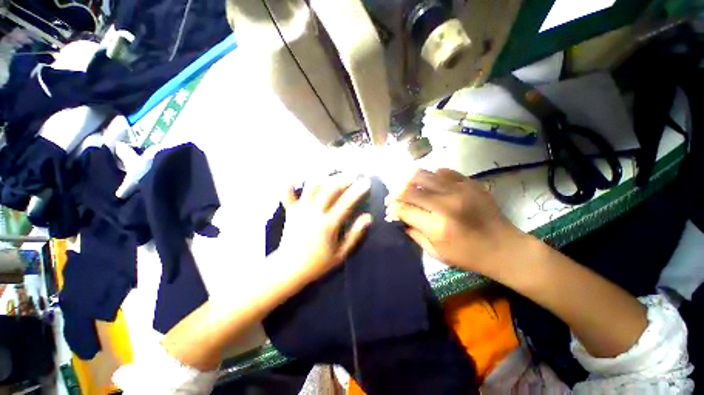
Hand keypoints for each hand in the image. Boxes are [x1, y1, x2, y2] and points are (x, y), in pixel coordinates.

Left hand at [278, 174, 372, 285]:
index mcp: (328, 225)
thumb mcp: (341, 254)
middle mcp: (314, 213)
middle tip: (352, 173)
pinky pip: (287, 194)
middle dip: (343, 178)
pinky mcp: (290, 211)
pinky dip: (290, 184)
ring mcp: (300, 210)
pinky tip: (295, 178)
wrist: (289, 269)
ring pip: (311, 187)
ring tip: (331, 173)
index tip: (366, 182)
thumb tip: (368, 217)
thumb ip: (355, 235)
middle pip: (329, 189)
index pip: (346, 203)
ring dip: (322, 177)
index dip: (357, 190)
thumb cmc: (318, 263)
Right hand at [386, 168, 523, 274]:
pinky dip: (432, 177)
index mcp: (437, 226)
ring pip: (423, 174)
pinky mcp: (470, 183)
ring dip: (410, 181)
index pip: (404, 209)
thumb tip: (398, 217)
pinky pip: (443, 171)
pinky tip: (431, 185)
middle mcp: (446, 204)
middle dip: (396, 193)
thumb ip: (414, 233)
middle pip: (409, 189)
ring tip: (409, 188)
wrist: (505, 247)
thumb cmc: (468, 255)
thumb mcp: (436, 252)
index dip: (393, 208)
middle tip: (395, 197)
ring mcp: (459, 190)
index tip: (390, 209)